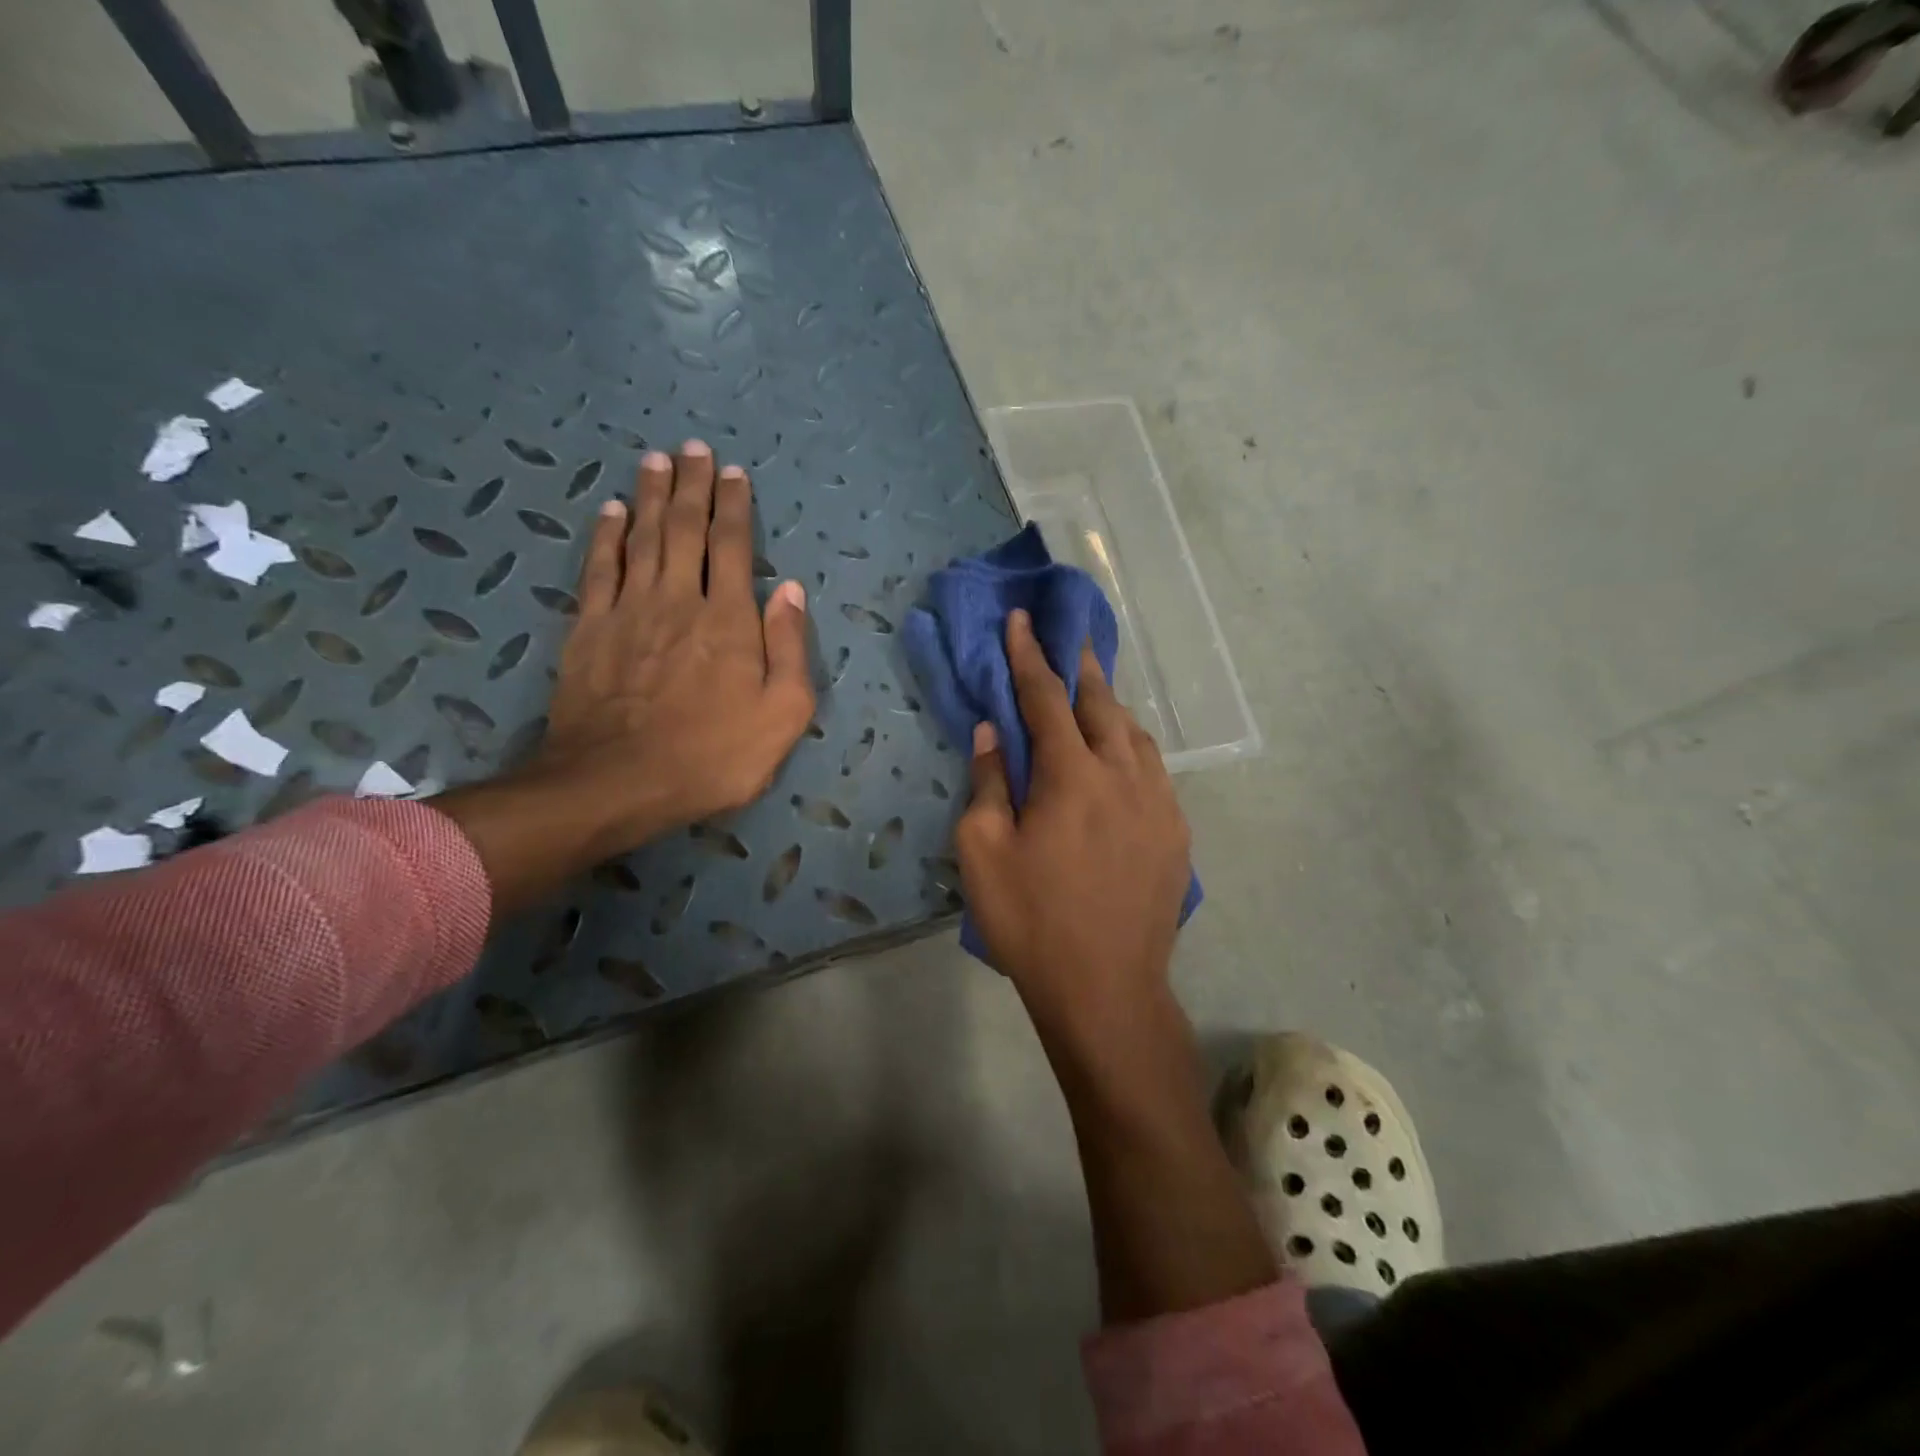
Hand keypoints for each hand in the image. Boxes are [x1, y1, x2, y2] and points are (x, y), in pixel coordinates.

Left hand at [540, 441, 813, 832]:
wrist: (619, 783)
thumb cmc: (714, 755)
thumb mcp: (783, 714)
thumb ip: (790, 648)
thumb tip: (791, 590)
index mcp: (729, 619)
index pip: (733, 546)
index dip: (735, 506)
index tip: (734, 473)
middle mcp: (679, 600)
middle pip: (684, 528)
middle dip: (691, 486)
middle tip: (693, 448)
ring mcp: (629, 611)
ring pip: (641, 538)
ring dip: (649, 496)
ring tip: (655, 461)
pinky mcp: (589, 629)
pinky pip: (599, 568)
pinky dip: (606, 536)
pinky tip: (610, 511)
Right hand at [956, 609, 1191, 1042]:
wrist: (1106, 988)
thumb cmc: (1031, 921)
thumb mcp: (983, 852)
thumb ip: (988, 783)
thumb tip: (992, 732)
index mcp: (1071, 775)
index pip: (1045, 698)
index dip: (1028, 656)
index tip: (1020, 620)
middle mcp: (1123, 775)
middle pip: (1100, 704)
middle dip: (1078, 667)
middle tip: (1066, 639)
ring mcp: (1158, 803)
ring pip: (1135, 734)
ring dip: (1109, 706)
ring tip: (1091, 694)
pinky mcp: (1175, 832)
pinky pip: (1154, 770)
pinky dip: (1132, 748)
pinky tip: (1121, 758)